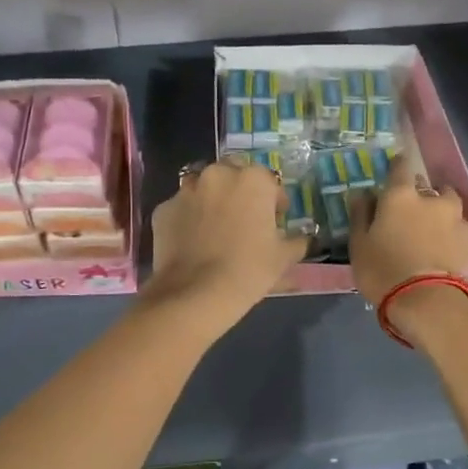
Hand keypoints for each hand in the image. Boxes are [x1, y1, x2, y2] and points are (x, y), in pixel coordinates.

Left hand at [140, 160, 306, 334]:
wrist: (196, 294)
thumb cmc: (249, 270)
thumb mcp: (283, 258)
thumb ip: (298, 242)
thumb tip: (304, 239)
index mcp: (253, 180)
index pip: (270, 182)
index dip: (274, 202)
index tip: (275, 221)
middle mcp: (218, 175)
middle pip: (234, 175)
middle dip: (240, 192)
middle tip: (244, 219)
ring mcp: (186, 190)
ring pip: (203, 187)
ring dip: (212, 200)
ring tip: (216, 228)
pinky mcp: (163, 209)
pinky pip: (181, 208)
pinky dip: (188, 218)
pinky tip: (193, 241)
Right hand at [348, 155, 467, 309]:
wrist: (427, 301)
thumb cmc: (383, 270)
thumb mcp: (359, 244)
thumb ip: (361, 214)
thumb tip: (362, 192)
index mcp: (401, 196)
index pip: (400, 167)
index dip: (397, 165)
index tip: (394, 169)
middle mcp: (432, 199)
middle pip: (430, 186)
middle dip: (423, 193)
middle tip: (413, 211)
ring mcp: (456, 218)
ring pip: (450, 205)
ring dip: (443, 211)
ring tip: (435, 229)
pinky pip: (462, 228)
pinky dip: (455, 233)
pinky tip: (449, 247)